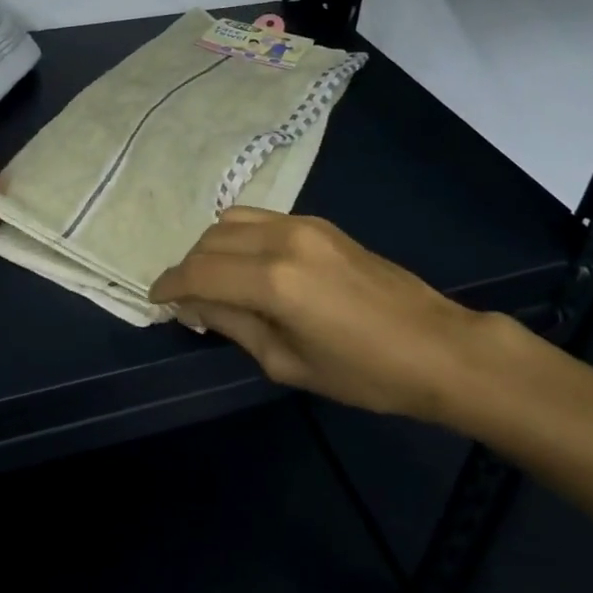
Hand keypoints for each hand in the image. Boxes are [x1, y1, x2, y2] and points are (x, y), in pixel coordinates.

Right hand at [148, 207, 506, 419]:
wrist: (437, 347)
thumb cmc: (364, 373)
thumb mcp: (288, 363)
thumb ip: (235, 325)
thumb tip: (197, 305)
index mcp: (272, 281)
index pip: (198, 272)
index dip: (170, 286)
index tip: (156, 300)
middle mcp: (282, 239)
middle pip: (210, 240)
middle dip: (188, 267)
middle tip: (188, 300)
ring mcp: (303, 224)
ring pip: (232, 220)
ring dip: (212, 247)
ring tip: (215, 280)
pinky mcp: (319, 222)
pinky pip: (260, 219)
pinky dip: (239, 237)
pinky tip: (247, 265)